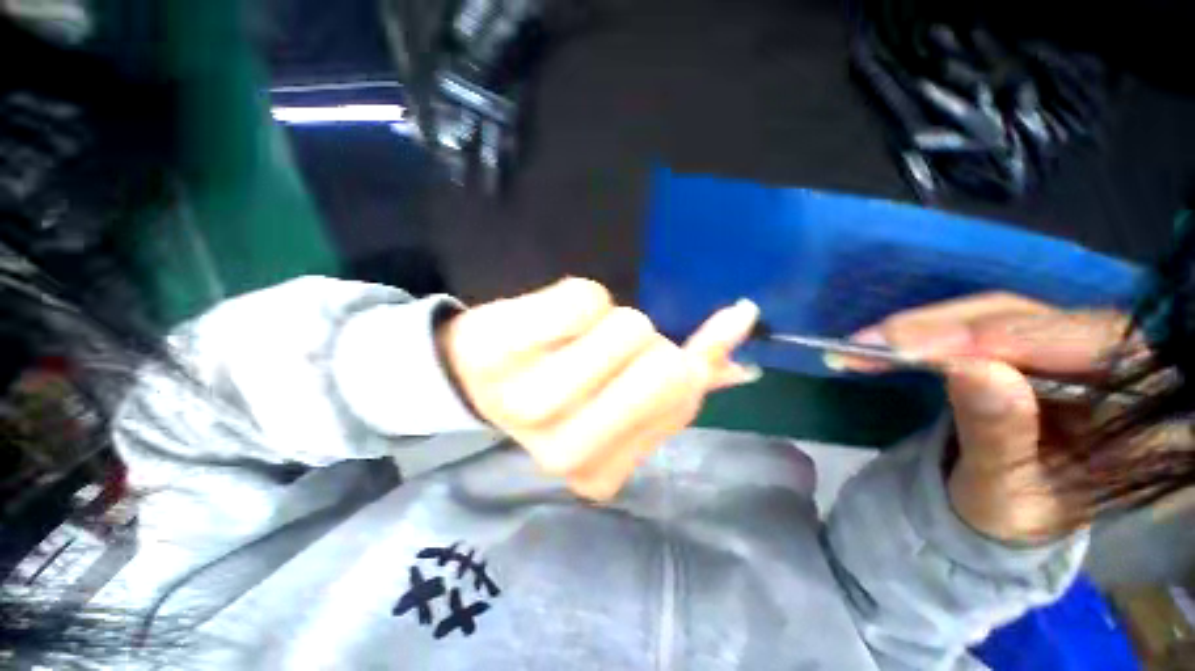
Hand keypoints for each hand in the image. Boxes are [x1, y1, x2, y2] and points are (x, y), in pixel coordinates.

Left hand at [439, 278, 760, 500]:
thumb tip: (742, 324)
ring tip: (579, 340)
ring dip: (617, 322)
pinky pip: (585, 299)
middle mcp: (563, 453)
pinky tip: (554, 322)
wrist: (482, 373)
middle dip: (651, 343)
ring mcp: (527, 402)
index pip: (682, 399)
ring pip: (629, 329)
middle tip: (614, 347)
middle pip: (663, 368)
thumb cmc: (563, 387)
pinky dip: (586, 297)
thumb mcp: (628, 395)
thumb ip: (690, 372)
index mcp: (600, 473)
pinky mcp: (504, 348)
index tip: (668, 350)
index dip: (689, 361)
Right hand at [845, 293, 1128, 541]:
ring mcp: (1063, 347)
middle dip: (947, 328)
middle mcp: (1107, 362)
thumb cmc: (1012, 516)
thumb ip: (997, 435)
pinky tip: (891, 341)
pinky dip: (927, 332)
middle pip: (1031, 318)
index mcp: (1131, 408)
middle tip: (875, 342)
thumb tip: (970, 368)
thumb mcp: (1004, 492)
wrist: (1003, 513)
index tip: (917, 346)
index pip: (1082, 347)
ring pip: (998, 312)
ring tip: (868, 342)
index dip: (1002, 339)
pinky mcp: (1022, 345)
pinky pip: (975, 323)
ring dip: (927, 326)